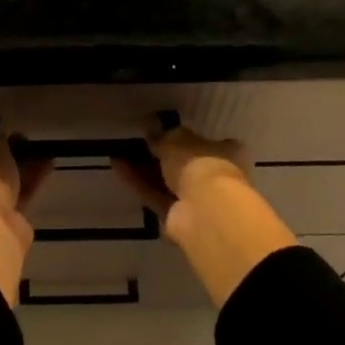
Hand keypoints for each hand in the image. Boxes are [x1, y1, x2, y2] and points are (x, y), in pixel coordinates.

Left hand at [0, 134, 51, 305]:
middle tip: (25, 144)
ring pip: (4, 185)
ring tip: (43, 151)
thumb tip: (2, 140)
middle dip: (6, 159)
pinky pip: (19, 197)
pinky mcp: (4, 223)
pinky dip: (31, 182)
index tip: (5, 137)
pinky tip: (47, 166)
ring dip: (22, 169)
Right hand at [113, 120, 294, 307]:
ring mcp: (196, 201)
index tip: (162, 131)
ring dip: (144, 169)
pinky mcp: (177, 218)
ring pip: (166, 182)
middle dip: (160, 155)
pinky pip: (155, 195)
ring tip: (119, 152)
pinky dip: (138, 183)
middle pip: (184, 165)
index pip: (207, 143)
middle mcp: (214, 177)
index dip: (185, 138)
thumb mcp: (177, 139)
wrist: (204, 211)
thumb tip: (150, 126)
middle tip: (137, 143)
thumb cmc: (200, 164)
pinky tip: (118, 166)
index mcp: (226, 154)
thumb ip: (162, 135)